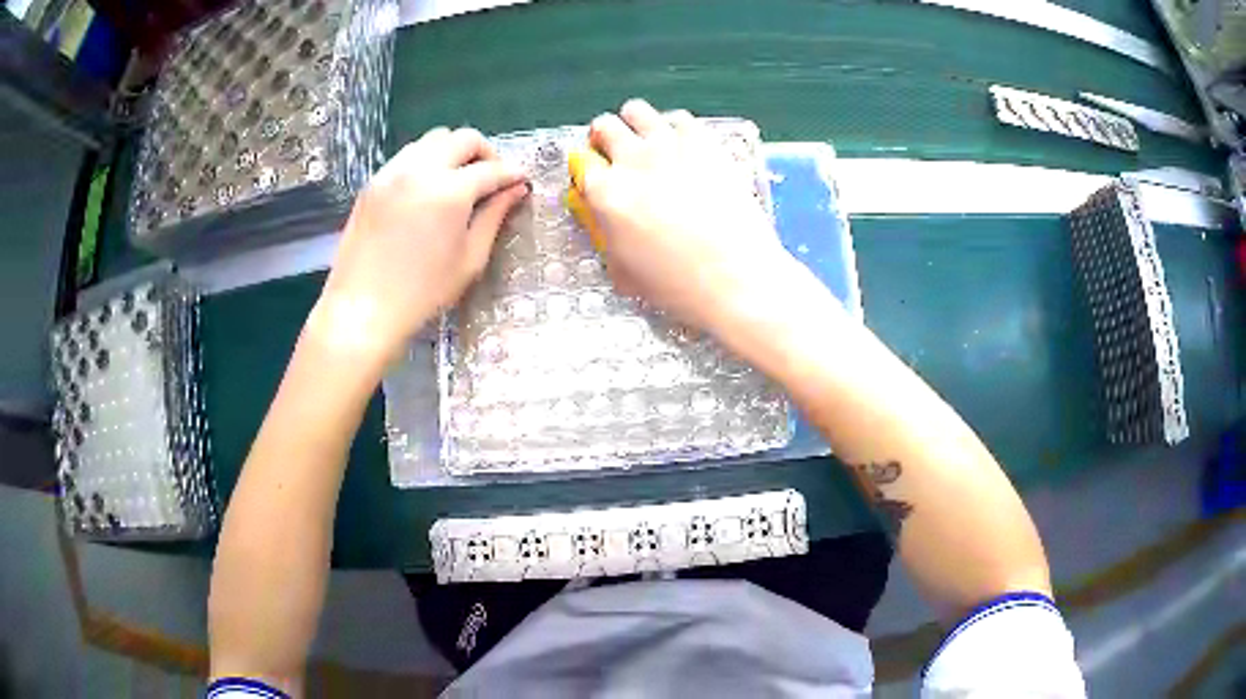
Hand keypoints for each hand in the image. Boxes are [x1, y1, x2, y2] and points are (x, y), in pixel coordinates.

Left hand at [316, 127, 527, 362]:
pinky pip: (408, 155)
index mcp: (449, 191)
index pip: (492, 169)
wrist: (363, 308)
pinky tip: (429, 188)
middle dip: (486, 152)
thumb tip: (515, 190)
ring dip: (454, 151)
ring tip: (460, 179)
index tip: (522, 182)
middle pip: (463, 138)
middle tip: (492, 178)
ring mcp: (392, 172)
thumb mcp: (469, 259)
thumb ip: (494, 217)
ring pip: (433, 139)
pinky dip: (427, 160)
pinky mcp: (373, 182)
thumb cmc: (422, 292)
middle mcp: (420, 170)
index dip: (512, 174)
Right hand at [574, 99, 798, 335]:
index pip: (580, 163)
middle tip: (618, 155)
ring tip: (648, 143)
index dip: (587, 171)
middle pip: (603, 125)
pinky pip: (680, 119)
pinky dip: (675, 129)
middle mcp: (631, 160)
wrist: (736, 278)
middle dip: (604, 138)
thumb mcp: (624, 271)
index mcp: (605, 193)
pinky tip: (684, 147)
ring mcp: (668, 146)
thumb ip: (607, 236)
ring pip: (637, 111)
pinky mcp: (704, 143)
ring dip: (635, 124)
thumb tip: (607, 220)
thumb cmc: (677, 286)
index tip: (597, 180)